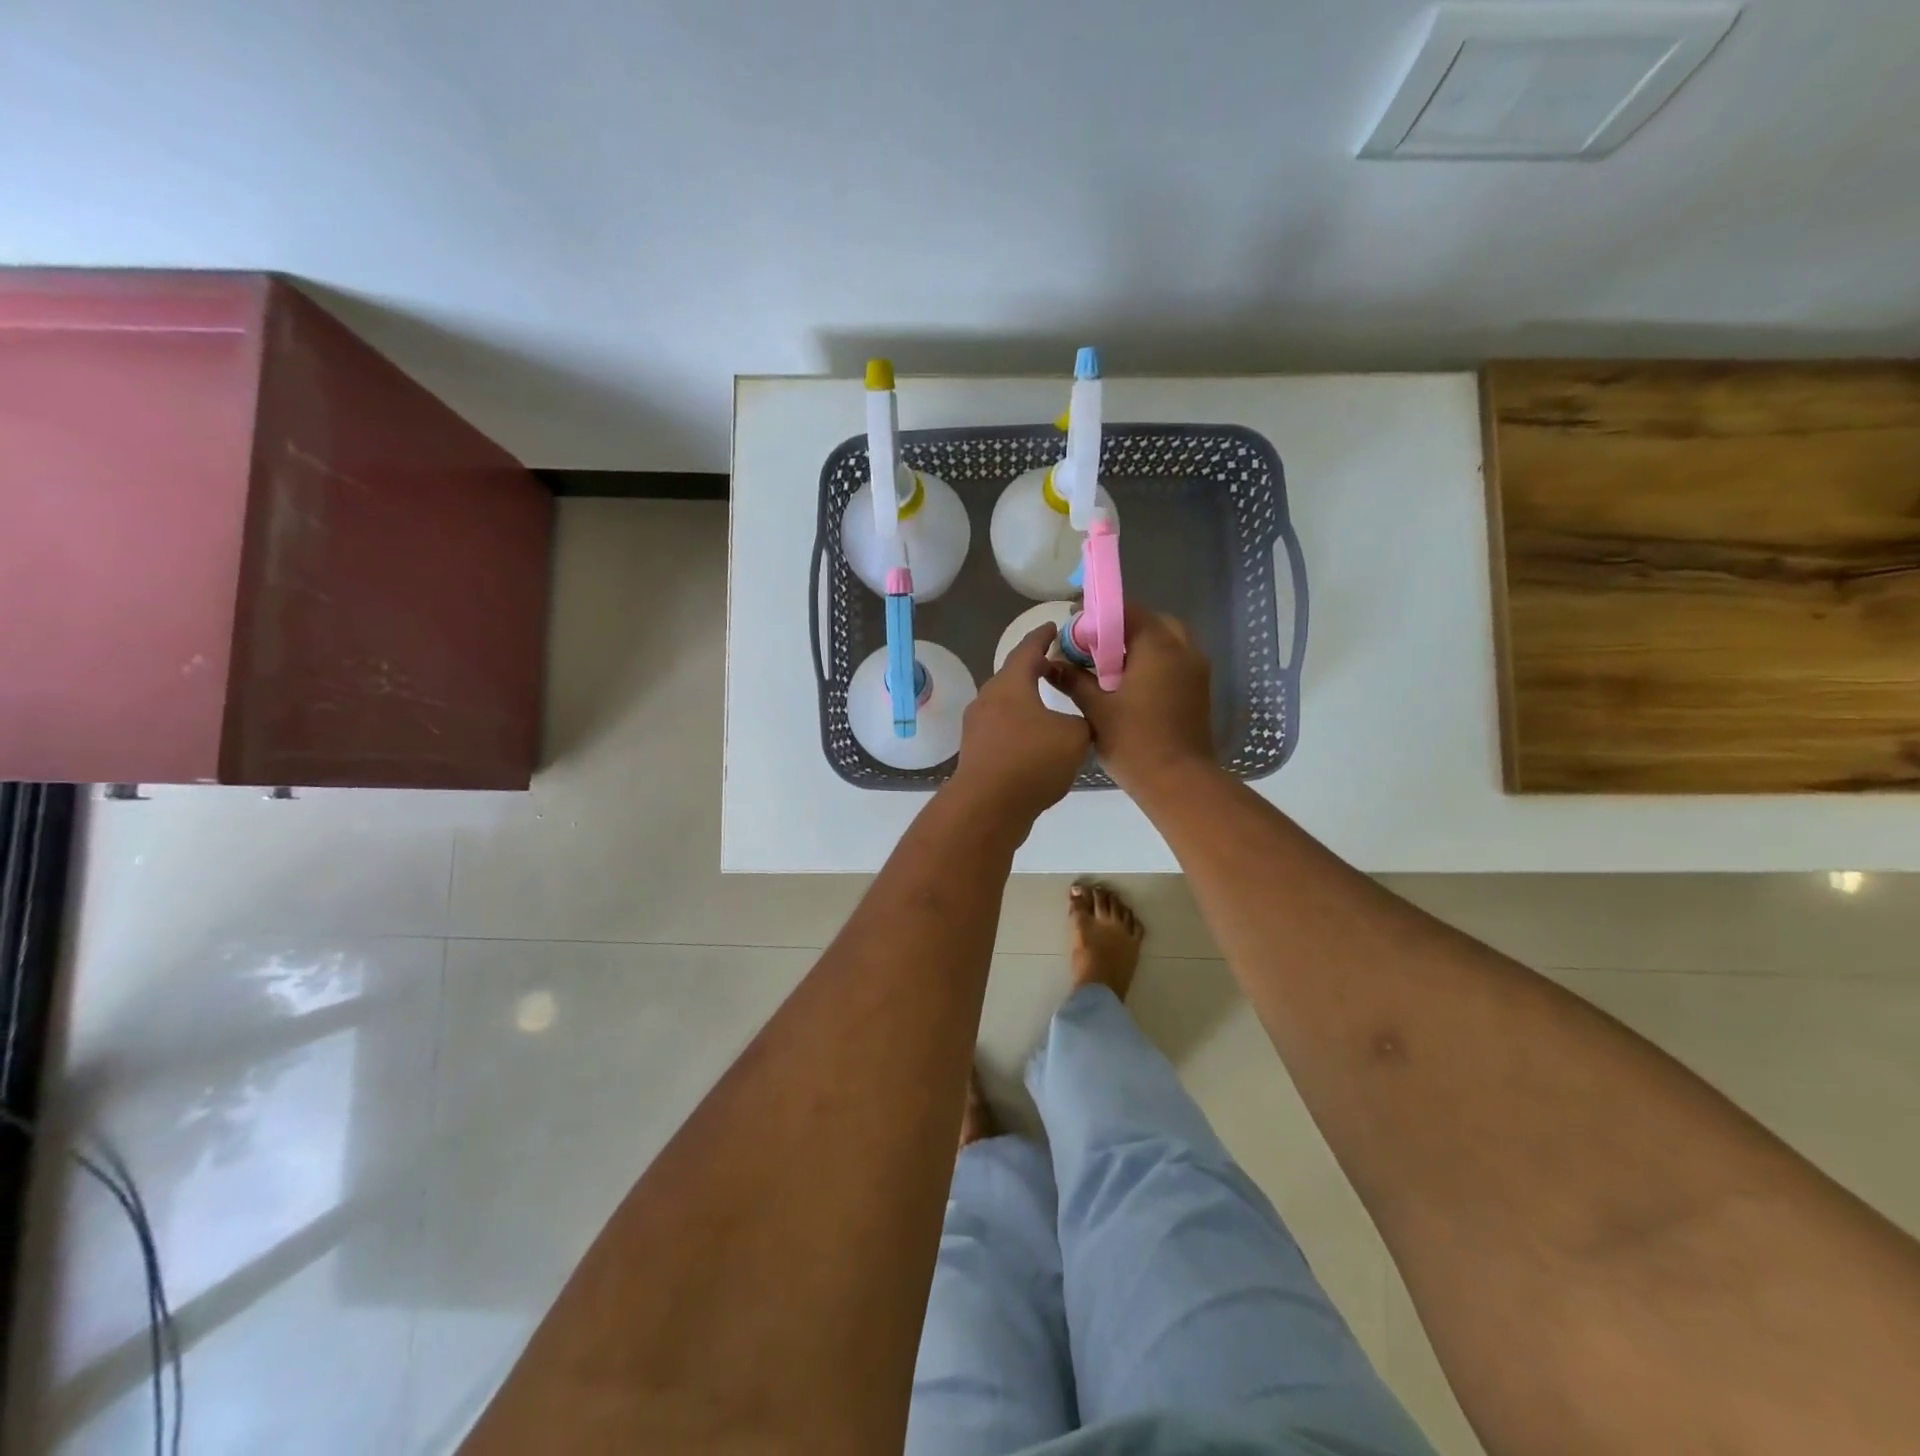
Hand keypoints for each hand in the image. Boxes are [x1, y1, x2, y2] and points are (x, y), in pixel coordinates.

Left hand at [950, 626, 1091, 824]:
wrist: (988, 807)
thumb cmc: (1032, 761)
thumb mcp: (1075, 736)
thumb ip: (1082, 720)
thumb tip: (1077, 722)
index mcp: (1010, 684)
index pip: (1027, 649)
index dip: (1043, 637)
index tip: (1054, 627)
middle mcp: (988, 699)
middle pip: (1012, 676)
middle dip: (1033, 669)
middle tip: (1055, 666)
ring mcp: (976, 726)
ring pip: (1005, 704)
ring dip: (1025, 701)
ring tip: (1047, 704)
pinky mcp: (975, 751)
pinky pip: (1000, 728)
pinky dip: (1018, 726)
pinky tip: (1033, 740)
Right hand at [1052, 606, 1215, 795]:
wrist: (1179, 782)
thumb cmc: (1134, 742)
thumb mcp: (1096, 709)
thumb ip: (1073, 680)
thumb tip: (1050, 663)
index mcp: (1157, 646)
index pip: (1127, 610)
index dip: (1099, 613)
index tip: (1076, 626)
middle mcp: (1182, 649)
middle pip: (1149, 621)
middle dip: (1120, 628)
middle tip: (1092, 647)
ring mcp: (1195, 669)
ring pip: (1165, 640)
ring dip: (1138, 645)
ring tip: (1108, 667)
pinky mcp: (1198, 689)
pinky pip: (1174, 660)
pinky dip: (1152, 661)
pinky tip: (1127, 684)